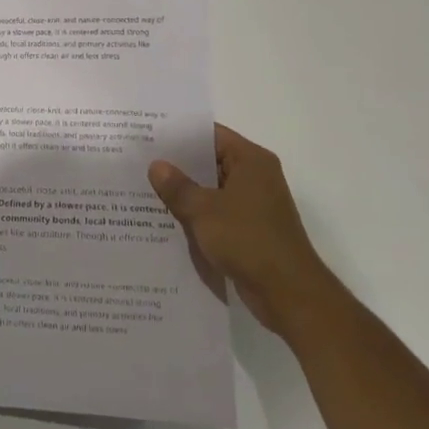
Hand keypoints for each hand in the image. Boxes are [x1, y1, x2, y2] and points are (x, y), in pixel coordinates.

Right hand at [148, 124, 331, 332]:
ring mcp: (255, 204)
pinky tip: (167, 218)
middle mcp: (256, 176)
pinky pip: (217, 211)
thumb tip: (156, 166)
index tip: (149, 136)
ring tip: (146, 188)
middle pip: (211, 160)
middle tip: (140, 161)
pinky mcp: (251, 228)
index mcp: (251, 160)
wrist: (288, 293)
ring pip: (212, 188)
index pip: (211, 135)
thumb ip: (177, 186)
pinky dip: (197, 213)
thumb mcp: (203, 210)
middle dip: (178, 164)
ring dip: (186, 191)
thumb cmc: (248, 240)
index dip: (180, 134)